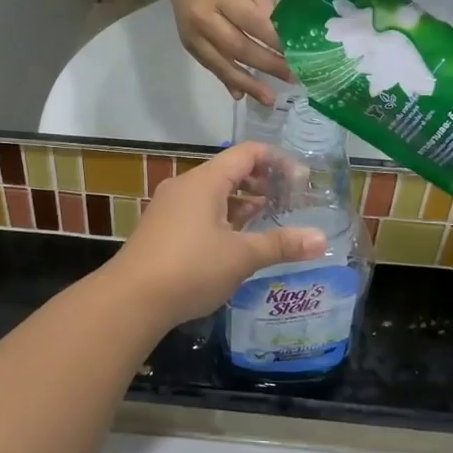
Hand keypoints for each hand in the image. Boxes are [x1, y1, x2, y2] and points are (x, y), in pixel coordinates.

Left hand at [102, 142, 325, 328]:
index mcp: (205, 181)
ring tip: (269, 219)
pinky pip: (199, 211)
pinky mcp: (162, 228)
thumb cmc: (190, 268)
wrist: (131, 299)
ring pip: (214, 194)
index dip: (277, 161)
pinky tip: (237, 241)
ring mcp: (170, 206)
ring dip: (242, 202)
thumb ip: (281, 244)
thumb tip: (322, 240)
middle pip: (230, 171)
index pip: (247, 153)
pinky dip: (223, 217)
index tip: (301, 180)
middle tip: (289, 200)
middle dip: (262, 182)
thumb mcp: (241, 256)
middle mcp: (186, 185)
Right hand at [161, 0, 292, 104]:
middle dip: (268, 65)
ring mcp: (193, 35)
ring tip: (269, 99)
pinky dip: (226, 80)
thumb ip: (263, 8)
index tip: (298, 55)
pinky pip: (210, 66)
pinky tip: (241, 94)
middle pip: (239, 47)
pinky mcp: (188, 45)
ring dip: (248, 83)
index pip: (253, 23)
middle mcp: (205, 18)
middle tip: (293, 78)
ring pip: (222, 64)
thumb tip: (284, 37)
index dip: (275, 41)